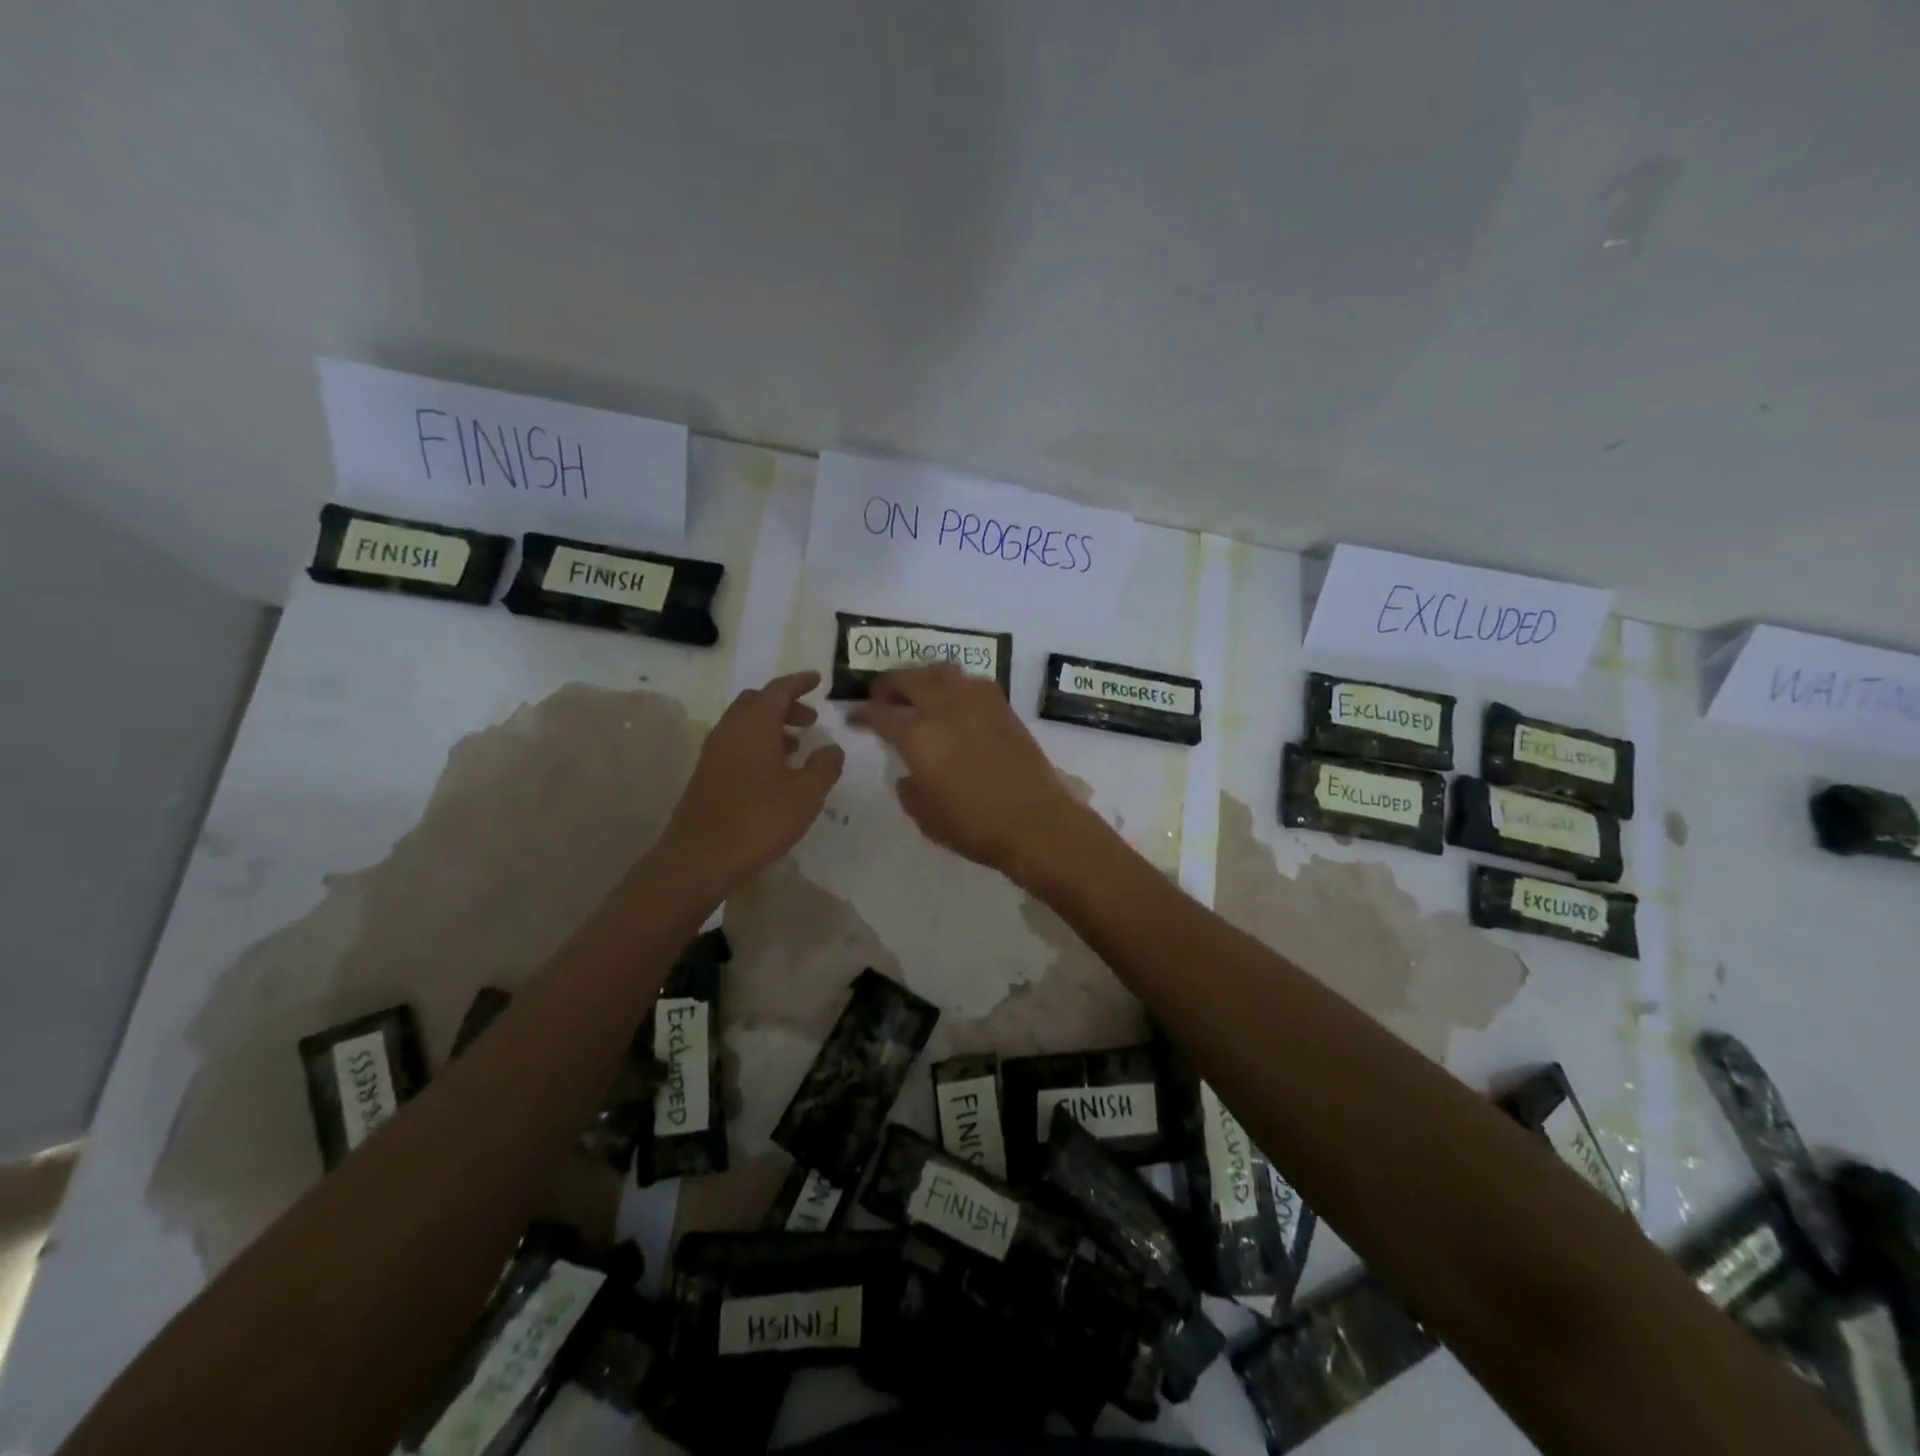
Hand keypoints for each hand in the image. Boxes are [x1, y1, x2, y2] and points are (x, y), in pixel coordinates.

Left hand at [661, 671, 843, 892]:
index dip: (799, 682)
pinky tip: (774, 772)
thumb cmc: (758, 819)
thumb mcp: (805, 794)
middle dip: (784, 705)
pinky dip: (757, 745)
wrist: (699, 858)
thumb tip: (832, 748)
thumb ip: (824, 767)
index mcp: (754, 725)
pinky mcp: (706, 775)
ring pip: (745, 725)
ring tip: (797, 747)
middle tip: (810, 720)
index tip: (817, 679)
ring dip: (771, 727)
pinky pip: (736, 745)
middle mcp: (730, 730)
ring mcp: (714, 753)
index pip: (778, 690)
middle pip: (757, 702)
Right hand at [848, 664, 1093, 884]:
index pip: (879, 713)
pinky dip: (956, 685)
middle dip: (888, 685)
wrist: (1035, 821)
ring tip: (919, 693)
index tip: (854, 717)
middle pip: (908, 678)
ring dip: (923, 677)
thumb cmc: (974, 826)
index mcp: (917, 736)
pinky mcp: (1003, 707)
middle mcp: (943, 708)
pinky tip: (957, 702)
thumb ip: (909, 790)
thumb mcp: (926, 817)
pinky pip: (973, 682)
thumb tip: (910, 774)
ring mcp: (976, 702)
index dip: (862, 713)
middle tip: (882, 698)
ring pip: (941, 671)